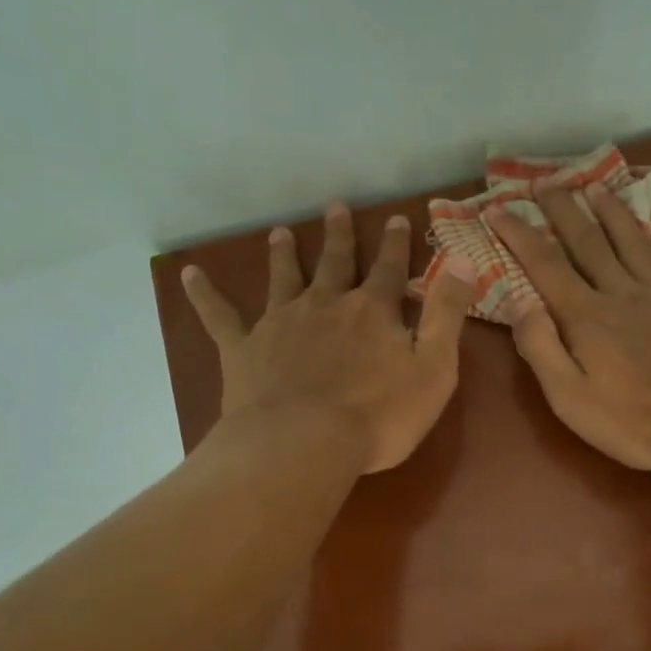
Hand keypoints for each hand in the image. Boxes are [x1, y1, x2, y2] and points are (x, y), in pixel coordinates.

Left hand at [182, 203, 476, 473]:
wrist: (305, 443)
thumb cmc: (379, 415)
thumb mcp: (434, 368)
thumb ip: (447, 313)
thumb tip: (461, 260)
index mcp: (373, 311)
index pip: (390, 270)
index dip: (395, 244)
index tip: (396, 217)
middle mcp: (325, 305)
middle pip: (335, 263)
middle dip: (339, 236)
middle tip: (335, 206)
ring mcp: (280, 324)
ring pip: (283, 278)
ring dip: (284, 254)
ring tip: (281, 232)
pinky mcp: (244, 349)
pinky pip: (221, 317)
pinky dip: (205, 295)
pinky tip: (188, 274)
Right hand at [486, 186, 650, 469]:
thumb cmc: (637, 419)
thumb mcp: (571, 398)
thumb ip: (541, 349)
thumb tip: (518, 302)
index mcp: (587, 317)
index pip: (545, 266)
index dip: (519, 236)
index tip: (498, 209)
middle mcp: (622, 294)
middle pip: (588, 243)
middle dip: (562, 210)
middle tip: (545, 182)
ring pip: (633, 242)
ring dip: (611, 212)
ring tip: (596, 187)